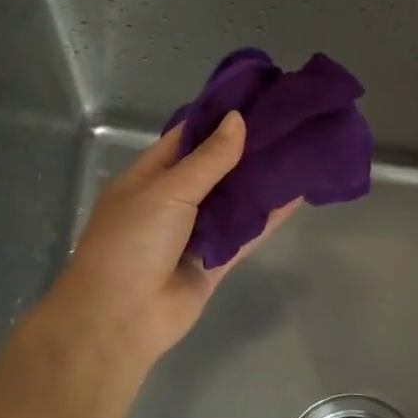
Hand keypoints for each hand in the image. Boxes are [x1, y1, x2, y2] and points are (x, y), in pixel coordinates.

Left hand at [31, 114, 298, 375]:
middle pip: (214, 168)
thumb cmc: (132, 241)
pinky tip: (296, 196)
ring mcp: (194, 233)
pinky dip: (267, 217)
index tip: (254, 99)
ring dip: (260, 181)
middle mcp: (172, 201)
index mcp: (148, 176)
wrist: (119, 318)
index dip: (217, 119)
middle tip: (287, 123)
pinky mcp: (214, 262)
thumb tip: (237, 119)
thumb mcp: (167, 190)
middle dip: (246, 149)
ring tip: (298, 151)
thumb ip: (208, 159)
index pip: (186, 138)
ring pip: (233, 200)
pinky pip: (244, 234)